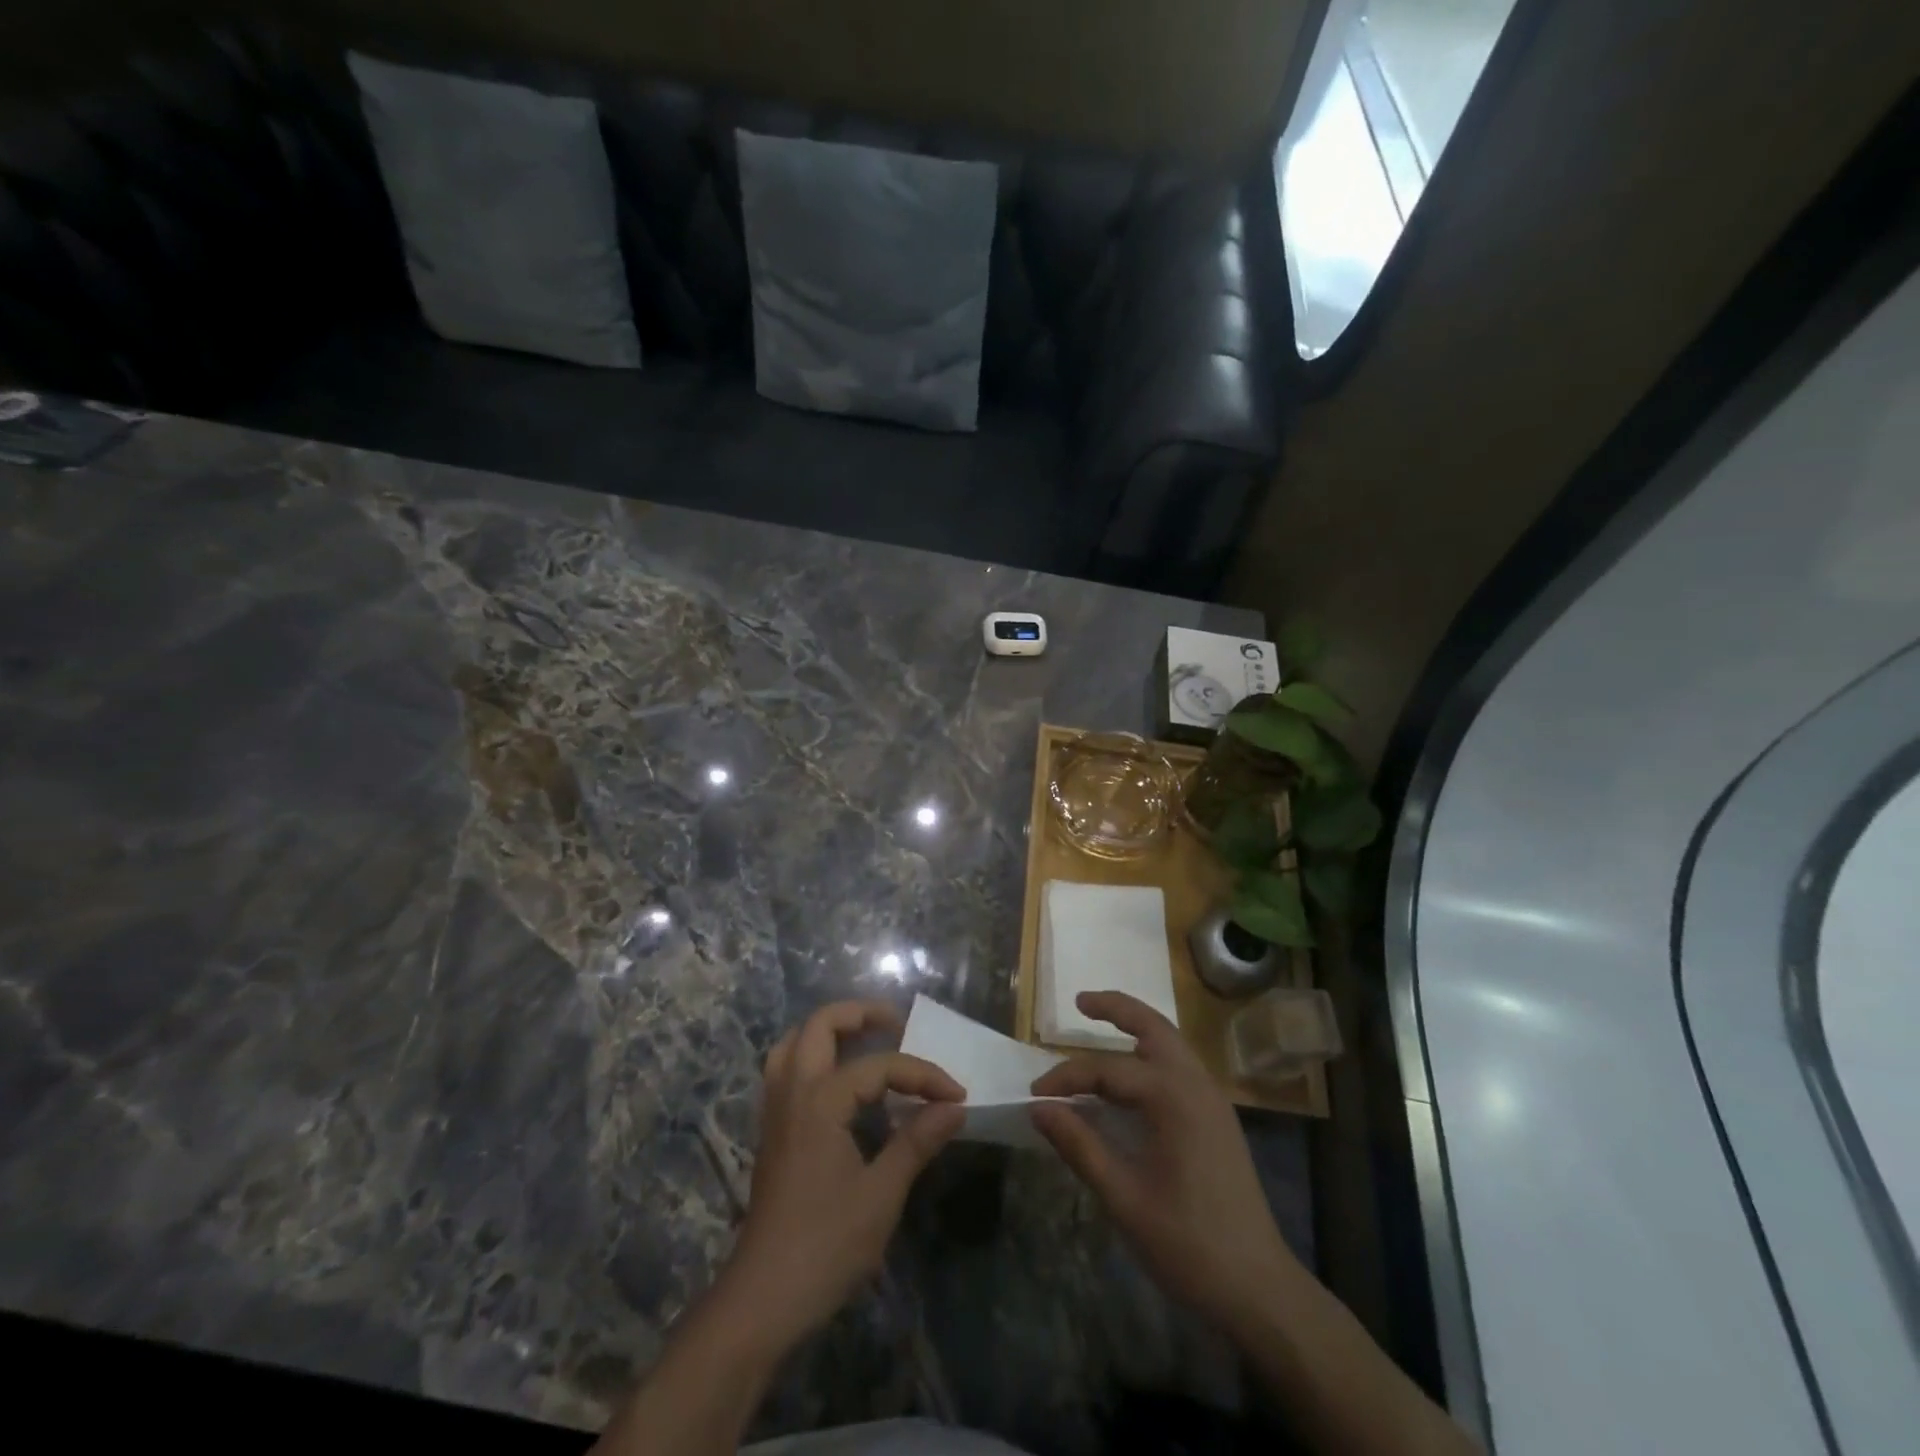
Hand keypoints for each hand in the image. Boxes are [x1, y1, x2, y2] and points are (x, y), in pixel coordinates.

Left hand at [719, 1000, 964, 1349]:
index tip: (957, 1095)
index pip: (879, 1066)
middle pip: (819, 1025)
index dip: (922, 1075)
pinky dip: (812, 1056)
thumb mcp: (881, 1195)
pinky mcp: (771, 1131)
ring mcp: (776, 1111)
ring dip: (829, 1031)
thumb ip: (916, 1142)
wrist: (762, 1299)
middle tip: (897, 1024)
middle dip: (860, 1014)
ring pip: (793, 1042)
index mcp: (820, 1101)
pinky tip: (838, 1081)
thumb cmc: (826, 1245)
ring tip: (865, 1039)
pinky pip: (786, 1070)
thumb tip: (954, 1107)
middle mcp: (793, 1092)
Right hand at [1030, 991, 1299, 1337]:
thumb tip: (1039, 1108)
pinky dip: (1152, 1052)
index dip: (1066, 1078)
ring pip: (1171, 1041)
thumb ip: (1079, 1146)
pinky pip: (1180, 1065)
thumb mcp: (1123, 1198)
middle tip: (1080, 1001)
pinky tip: (1132, 1074)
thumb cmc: (1188, 1244)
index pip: (1107, 1070)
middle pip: (1153, 1026)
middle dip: (1116, 1008)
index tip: (1035, 1096)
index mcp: (1173, 1098)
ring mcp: (1212, 1099)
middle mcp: (1196, 1084)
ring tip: (1101, 1023)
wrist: (1260, 1288)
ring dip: (1136, 1026)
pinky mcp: (1218, 1117)